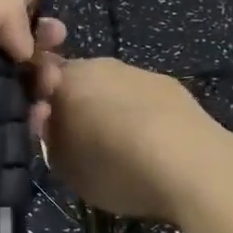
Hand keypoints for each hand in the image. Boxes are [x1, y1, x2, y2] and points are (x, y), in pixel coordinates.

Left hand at [0, 0, 67, 202]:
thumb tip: (24, 43)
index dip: (21, 2)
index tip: (46, 11)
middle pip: (8, 43)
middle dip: (38, 43)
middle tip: (58, 49)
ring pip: (13, 84)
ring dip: (39, 81)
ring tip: (50, 87)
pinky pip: (8, 123)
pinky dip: (29, 119)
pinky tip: (40, 119)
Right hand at [42, 58, 227, 222]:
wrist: (192, 166)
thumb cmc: (116, 167)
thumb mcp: (63, 166)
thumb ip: (49, 139)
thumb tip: (50, 123)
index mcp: (66, 79)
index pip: (39, 79)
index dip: (40, 104)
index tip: (47, 132)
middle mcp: (100, 64)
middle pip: (77, 80)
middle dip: (76, 105)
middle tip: (81, 144)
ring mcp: (139, 72)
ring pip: (112, 88)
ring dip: (110, 110)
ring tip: (121, 149)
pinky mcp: (171, 85)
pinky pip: (142, 98)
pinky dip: (141, 115)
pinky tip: (152, 145)